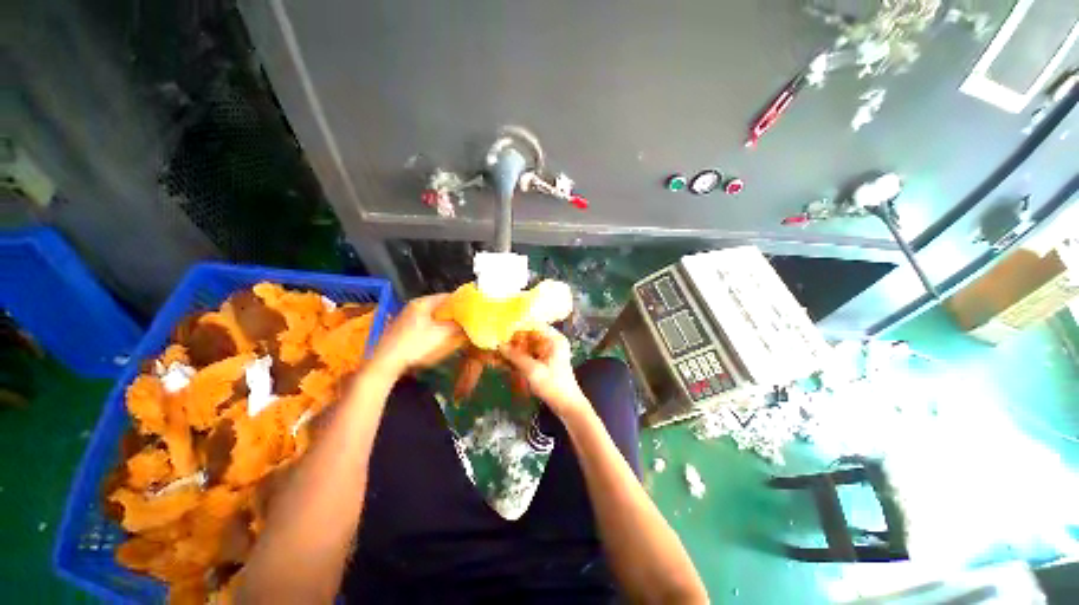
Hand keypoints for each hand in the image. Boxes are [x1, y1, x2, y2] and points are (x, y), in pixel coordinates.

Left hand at [368, 294, 465, 377]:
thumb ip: (459, 326)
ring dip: (444, 322)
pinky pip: (424, 325)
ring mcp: (406, 318)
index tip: (474, 310)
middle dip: (454, 314)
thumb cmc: (416, 345)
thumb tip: (472, 322)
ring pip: (432, 316)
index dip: (463, 302)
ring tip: (457, 330)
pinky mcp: (402, 330)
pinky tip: (440, 338)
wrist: (385, 364)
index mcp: (423, 302)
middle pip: (440, 306)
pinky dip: (434, 328)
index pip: (448, 296)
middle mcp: (413, 306)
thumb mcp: (443, 335)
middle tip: (468, 322)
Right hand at [500, 325, 589, 417]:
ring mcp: (547, 352)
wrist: (567, 406)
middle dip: (512, 339)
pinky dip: (517, 357)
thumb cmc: (553, 385)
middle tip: (495, 342)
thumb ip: (515, 356)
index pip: (533, 324)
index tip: (501, 330)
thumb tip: (499, 344)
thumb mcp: (532, 370)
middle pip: (529, 335)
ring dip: (513, 349)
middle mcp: (551, 341)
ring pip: (526, 345)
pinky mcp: (543, 361)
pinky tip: (503, 360)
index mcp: (554, 339)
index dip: (517, 326)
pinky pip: (528, 355)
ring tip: (496, 351)